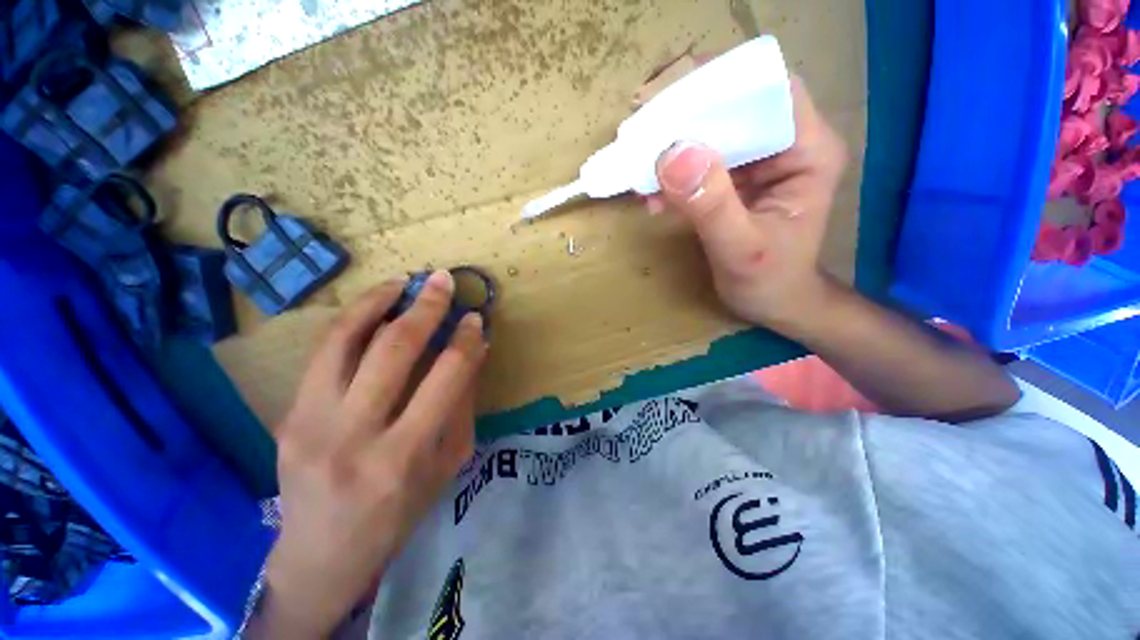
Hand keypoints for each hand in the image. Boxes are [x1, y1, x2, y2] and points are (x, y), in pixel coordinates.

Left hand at [253, 272, 487, 638]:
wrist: (322, 554)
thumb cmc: (399, 512)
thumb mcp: (448, 463)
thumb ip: (461, 402)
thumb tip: (475, 350)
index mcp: (406, 455)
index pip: (446, 376)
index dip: (465, 339)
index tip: (475, 318)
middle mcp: (356, 434)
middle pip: (395, 350)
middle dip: (426, 307)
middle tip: (443, 281)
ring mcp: (312, 422)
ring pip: (346, 340)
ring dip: (379, 301)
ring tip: (404, 281)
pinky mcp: (289, 414)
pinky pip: (324, 353)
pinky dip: (351, 320)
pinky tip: (373, 304)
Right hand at [646, 77, 846, 330]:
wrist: (774, 304)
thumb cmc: (768, 283)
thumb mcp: (740, 251)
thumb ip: (711, 206)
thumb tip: (671, 154)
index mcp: (808, 151)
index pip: (767, 93)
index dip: (719, 87)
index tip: (668, 102)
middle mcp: (786, 145)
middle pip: (734, 107)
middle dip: (685, 118)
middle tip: (640, 134)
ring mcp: (758, 162)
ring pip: (712, 134)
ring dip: (672, 149)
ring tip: (639, 170)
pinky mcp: (736, 180)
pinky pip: (699, 163)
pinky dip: (672, 175)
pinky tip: (652, 196)